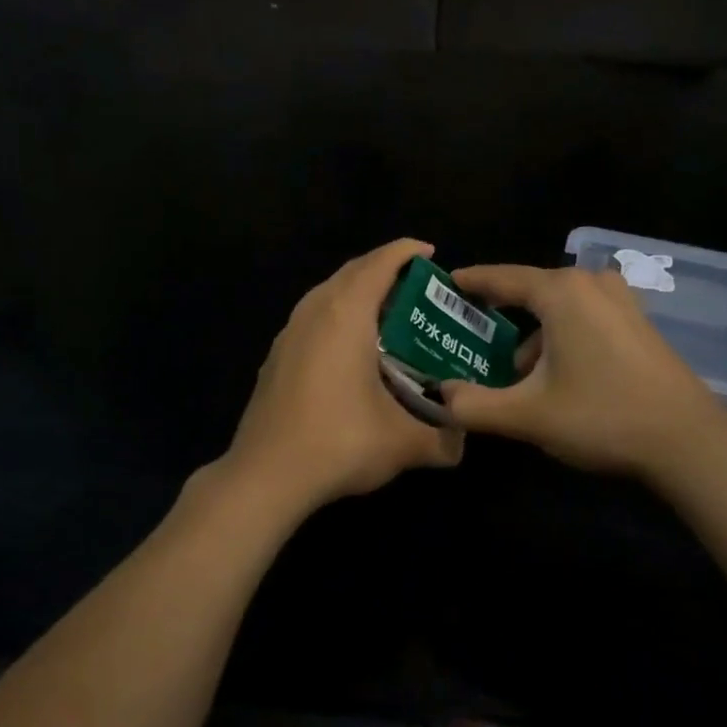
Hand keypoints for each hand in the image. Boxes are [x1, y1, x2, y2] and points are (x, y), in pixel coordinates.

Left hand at [218, 238, 463, 516]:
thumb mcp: (403, 443)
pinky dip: (337, 316)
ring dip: (357, 292)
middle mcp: (313, 312)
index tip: (429, 252)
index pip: (379, 264)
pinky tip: (351, 350)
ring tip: (387, 314)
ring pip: (327, 294)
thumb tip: (461, 443)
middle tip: (416, 288)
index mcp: (345, 315)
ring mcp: (288, 333)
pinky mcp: (276, 357)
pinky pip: (312, 318)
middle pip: (351, 272)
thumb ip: (442, 440)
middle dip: (384, 269)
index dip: (405, 251)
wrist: (265, 475)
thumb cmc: (339, 442)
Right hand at [441, 263, 726, 484]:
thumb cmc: (601, 416)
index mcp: (561, 292)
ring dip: (534, 332)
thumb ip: (474, 405)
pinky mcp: (638, 323)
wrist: (687, 441)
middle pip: (532, 291)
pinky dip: (562, 335)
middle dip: (501, 313)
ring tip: (515, 372)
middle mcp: (591, 284)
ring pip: (560, 306)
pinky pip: (585, 316)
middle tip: (471, 334)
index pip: (502, 278)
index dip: (471, 282)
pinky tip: (558, 375)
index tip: (446, 284)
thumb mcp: (527, 415)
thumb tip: (438, 396)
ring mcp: (621, 301)